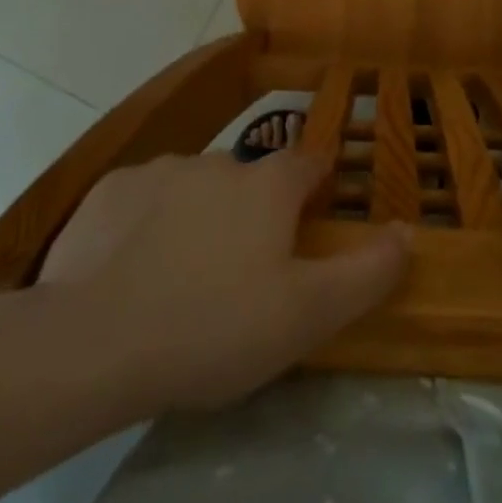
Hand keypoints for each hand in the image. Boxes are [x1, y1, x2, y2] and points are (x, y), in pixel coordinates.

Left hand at [38, 149, 409, 411]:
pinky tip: (131, 269)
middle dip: (252, 213)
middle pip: (249, 180)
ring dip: (198, 216)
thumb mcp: (307, 315)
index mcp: (268, 184)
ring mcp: (161, 169)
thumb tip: (408, 230)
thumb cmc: (214, 326)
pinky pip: (141, 200)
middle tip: (240, 272)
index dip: (315, 186)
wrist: (92, 341)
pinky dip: (145, 224)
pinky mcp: (111, 190)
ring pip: (194, 187)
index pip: (309, 164)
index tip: (311, 218)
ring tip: (181, 277)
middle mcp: (219, 161)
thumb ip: (367, 271)